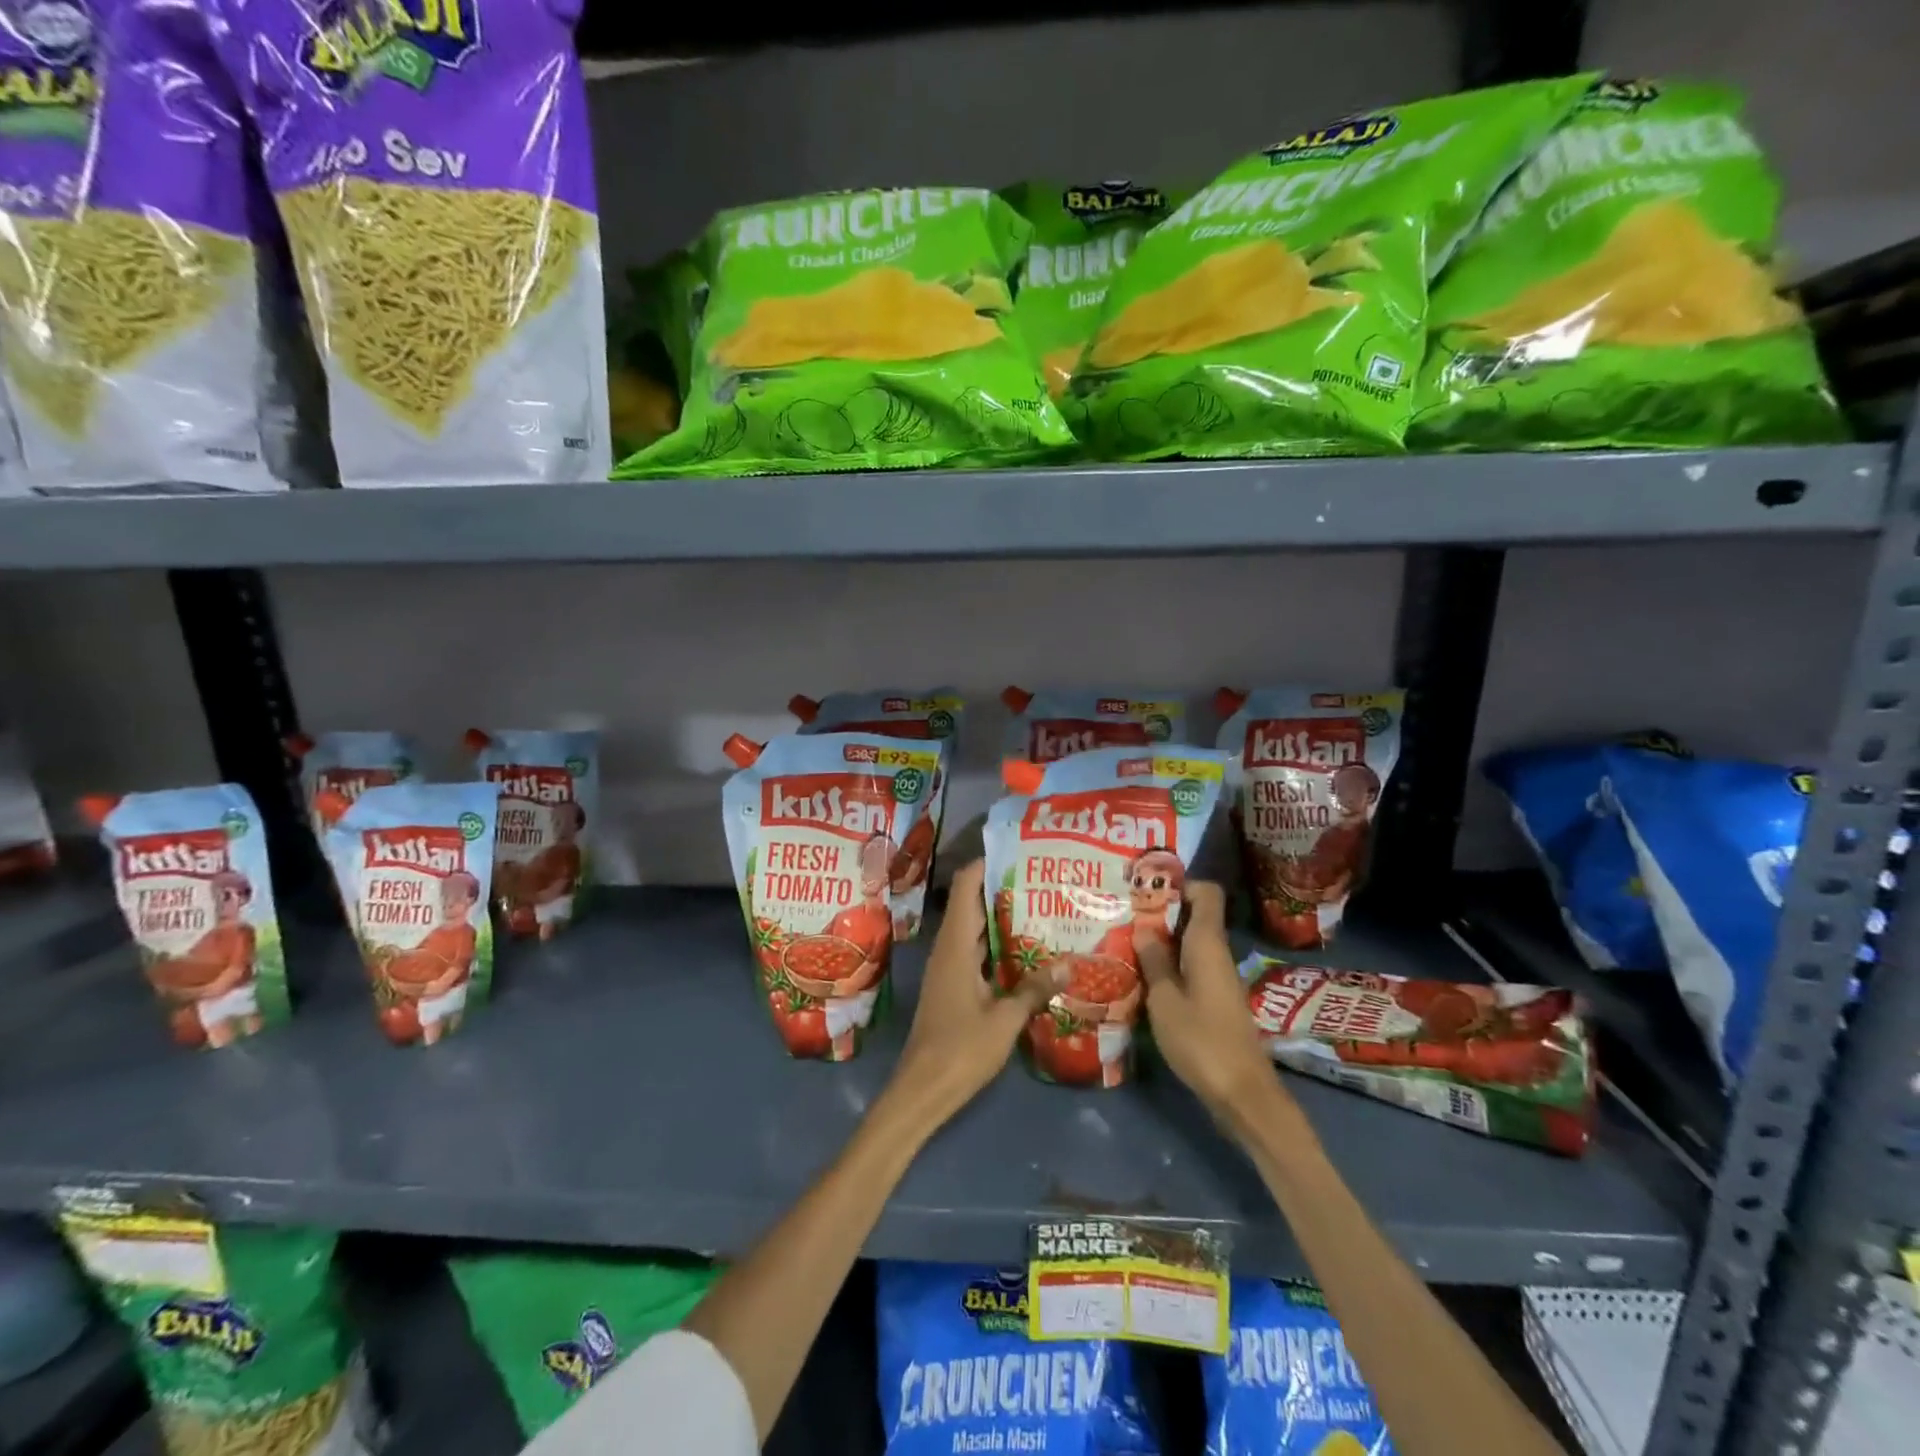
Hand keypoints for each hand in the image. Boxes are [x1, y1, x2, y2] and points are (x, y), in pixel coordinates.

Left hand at [887, 860, 1058, 1126]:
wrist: (922, 1090)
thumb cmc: (960, 1050)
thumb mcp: (1005, 1020)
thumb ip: (1034, 989)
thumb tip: (1069, 964)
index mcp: (956, 945)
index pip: (965, 887)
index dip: (986, 864)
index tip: (1018, 852)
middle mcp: (949, 948)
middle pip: (972, 904)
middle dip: (1003, 888)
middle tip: (1043, 880)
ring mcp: (949, 968)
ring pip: (975, 929)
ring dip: (1002, 917)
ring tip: (1042, 907)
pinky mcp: (953, 986)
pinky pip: (976, 951)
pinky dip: (998, 945)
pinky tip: (1027, 951)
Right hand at [1137, 882, 1280, 1115]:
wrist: (1243, 1094)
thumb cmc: (1201, 1040)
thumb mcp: (1165, 1000)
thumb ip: (1153, 961)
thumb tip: (1143, 928)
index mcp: (1207, 944)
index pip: (1207, 893)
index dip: (1179, 885)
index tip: (1145, 890)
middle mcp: (1217, 954)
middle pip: (1194, 917)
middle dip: (1160, 913)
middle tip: (1122, 916)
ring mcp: (1218, 978)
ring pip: (1189, 944)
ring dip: (1161, 942)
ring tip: (1124, 944)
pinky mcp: (1216, 1001)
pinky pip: (1191, 967)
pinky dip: (1169, 966)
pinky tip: (1142, 978)